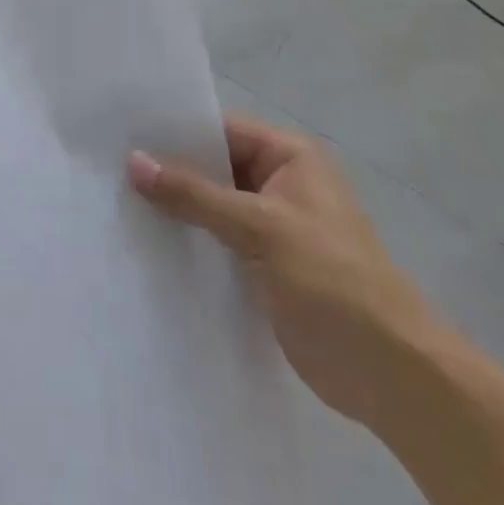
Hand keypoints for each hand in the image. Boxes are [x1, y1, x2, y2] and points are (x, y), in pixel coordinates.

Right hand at [129, 113, 435, 428]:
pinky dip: (190, 241)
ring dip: (176, 209)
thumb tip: (133, 161)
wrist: (393, 375)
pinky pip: (218, 241)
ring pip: (213, 206)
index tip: (123, 132)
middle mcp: (280, 183)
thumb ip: (195, 194)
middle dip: (170, 171)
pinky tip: (147, 243)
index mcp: (290, 156)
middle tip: (110, 167)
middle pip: (214, 167)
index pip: (221, 129)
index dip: (175, 132)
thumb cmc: (333, 280)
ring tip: (117, 201)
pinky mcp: (266, 267)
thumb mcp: (260, 227)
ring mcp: (274, 227)